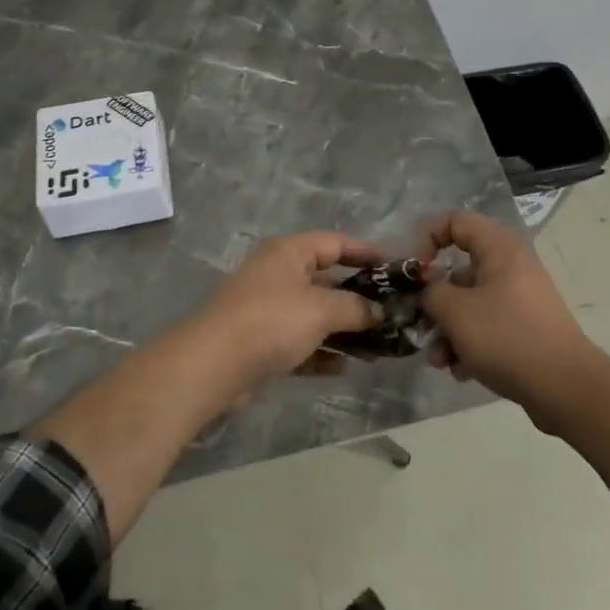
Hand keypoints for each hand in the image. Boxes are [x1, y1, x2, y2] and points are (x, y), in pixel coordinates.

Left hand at [191, 232, 385, 385]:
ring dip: (344, 329)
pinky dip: (322, 352)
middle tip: (392, 311)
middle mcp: (277, 274)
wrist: (213, 365)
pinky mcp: (261, 342)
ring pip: (314, 314)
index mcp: (288, 253)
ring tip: (378, 346)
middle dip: (359, 296)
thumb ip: (356, 307)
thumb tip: (379, 312)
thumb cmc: (271, 321)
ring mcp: (267, 309)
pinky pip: (300, 342)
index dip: (366, 251)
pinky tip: (344, 367)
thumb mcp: (321, 309)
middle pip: (326, 279)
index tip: (395, 267)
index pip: (334, 242)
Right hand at [417, 210, 600, 420]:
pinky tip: (462, 371)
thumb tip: (428, 290)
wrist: (564, 387)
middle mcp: (511, 266)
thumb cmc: (506, 336)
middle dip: (435, 302)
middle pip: (458, 270)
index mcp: (499, 248)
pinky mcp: (525, 328)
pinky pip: (487, 327)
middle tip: (420, 324)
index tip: (415, 272)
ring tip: (440, 361)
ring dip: (448, 330)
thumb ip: (430, 293)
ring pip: (470, 304)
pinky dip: (470, 345)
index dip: (427, 238)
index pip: (455, 221)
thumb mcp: (455, 311)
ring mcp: (520, 299)